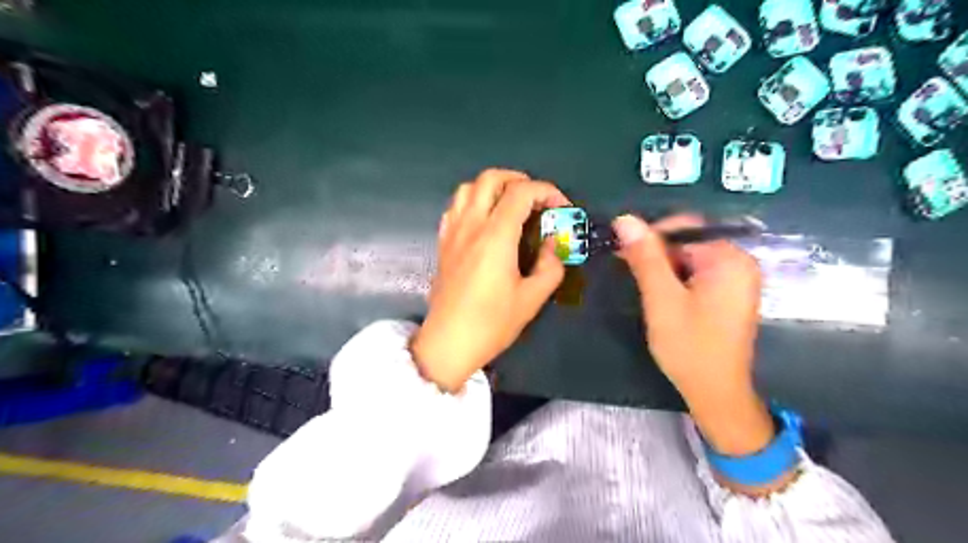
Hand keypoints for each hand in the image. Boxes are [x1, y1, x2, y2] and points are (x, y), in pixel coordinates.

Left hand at [412, 168, 567, 391]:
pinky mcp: (443, 243)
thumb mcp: (532, 299)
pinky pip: (455, 207)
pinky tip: (484, 220)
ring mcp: (453, 232)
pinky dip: (473, 201)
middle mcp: (471, 225)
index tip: (562, 208)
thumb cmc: (491, 323)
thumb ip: (549, 266)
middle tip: (537, 199)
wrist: (448, 343)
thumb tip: (552, 245)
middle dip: (519, 180)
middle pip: (491, 178)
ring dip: (493, 187)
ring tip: (511, 205)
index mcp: (495, 236)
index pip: (521, 192)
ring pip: (468, 188)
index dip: (547, 191)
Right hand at [615, 215, 776, 456]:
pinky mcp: (728, 295)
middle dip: (657, 255)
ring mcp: (735, 281)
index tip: (624, 253)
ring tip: (646, 291)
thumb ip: (645, 257)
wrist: (715, 393)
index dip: (651, 237)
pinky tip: (661, 298)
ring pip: (689, 260)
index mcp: (729, 259)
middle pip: (687, 243)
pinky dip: (675, 281)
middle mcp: (739, 264)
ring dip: (663, 270)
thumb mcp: (661, 299)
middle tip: (631, 274)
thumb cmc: (689, 346)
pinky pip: (696, 275)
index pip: (685, 228)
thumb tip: (625, 219)